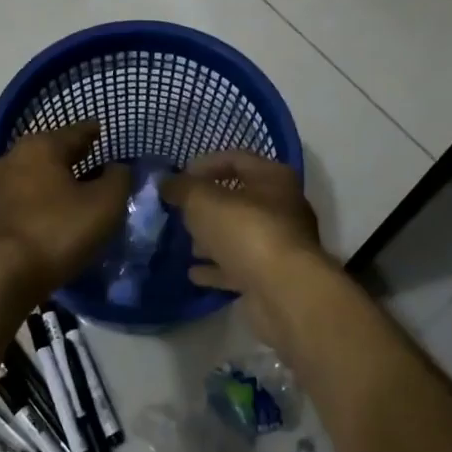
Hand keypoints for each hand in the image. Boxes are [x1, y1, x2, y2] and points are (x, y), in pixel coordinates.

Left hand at [0, 121, 128, 301]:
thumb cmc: (56, 231)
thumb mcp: (104, 205)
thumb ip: (118, 179)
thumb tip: (117, 168)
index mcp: (42, 146)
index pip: (76, 131)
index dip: (93, 132)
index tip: (103, 131)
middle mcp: (13, 157)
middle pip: (52, 151)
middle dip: (74, 155)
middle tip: (95, 161)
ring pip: (35, 174)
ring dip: (55, 179)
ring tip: (77, 190)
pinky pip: (24, 197)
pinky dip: (41, 199)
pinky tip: (53, 212)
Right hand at [161, 152, 329, 346]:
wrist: (285, 292)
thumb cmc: (246, 231)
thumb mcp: (203, 201)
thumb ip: (182, 188)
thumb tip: (166, 182)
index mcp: (273, 178)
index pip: (236, 159)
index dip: (205, 165)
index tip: (179, 179)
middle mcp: (282, 207)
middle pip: (239, 198)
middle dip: (208, 206)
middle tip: (181, 213)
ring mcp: (280, 244)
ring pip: (239, 234)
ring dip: (213, 238)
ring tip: (186, 244)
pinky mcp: (273, 276)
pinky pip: (240, 266)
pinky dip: (218, 268)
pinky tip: (194, 273)